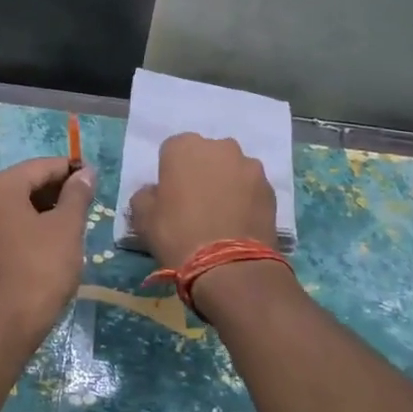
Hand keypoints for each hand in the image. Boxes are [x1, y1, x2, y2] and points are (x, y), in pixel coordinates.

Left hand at [0, 157, 96, 343]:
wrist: (6, 323)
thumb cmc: (40, 268)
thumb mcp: (66, 227)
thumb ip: (77, 194)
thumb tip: (85, 172)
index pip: (40, 167)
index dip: (69, 170)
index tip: (94, 177)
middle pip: (25, 183)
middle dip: (56, 190)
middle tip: (87, 202)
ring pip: (15, 205)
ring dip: (44, 208)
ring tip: (74, 222)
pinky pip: (6, 224)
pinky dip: (28, 225)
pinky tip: (51, 239)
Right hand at [128, 133, 277, 269]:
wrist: (229, 265)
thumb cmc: (177, 234)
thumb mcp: (142, 218)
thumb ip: (145, 196)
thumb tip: (155, 192)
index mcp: (184, 147)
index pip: (172, 150)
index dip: (170, 172)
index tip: (170, 194)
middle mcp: (219, 147)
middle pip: (206, 155)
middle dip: (201, 172)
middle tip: (196, 202)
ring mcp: (249, 165)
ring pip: (232, 169)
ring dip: (226, 183)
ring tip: (221, 214)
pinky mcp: (270, 187)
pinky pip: (251, 187)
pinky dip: (246, 198)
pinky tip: (239, 222)